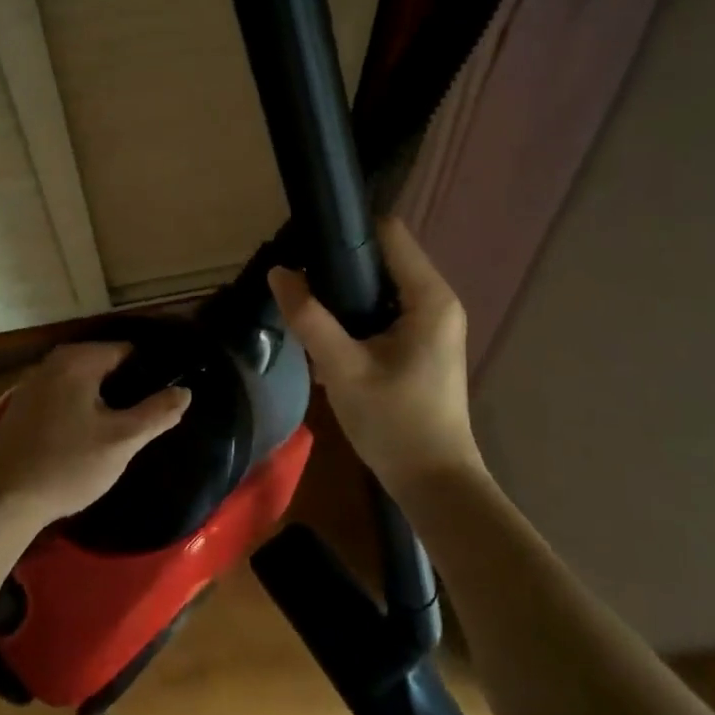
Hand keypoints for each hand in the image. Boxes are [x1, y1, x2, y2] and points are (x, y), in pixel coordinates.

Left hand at [0, 342, 191, 528]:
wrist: (2, 503)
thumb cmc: (67, 466)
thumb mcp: (121, 441)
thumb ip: (157, 413)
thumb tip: (185, 391)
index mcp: (76, 360)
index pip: (127, 351)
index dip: (150, 373)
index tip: (163, 398)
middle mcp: (51, 363)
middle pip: (103, 366)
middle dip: (125, 388)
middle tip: (144, 419)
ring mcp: (31, 385)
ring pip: (82, 384)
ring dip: (101, 401)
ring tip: (120, 430)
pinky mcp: (19, 409)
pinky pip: (61, 398)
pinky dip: (78, 410)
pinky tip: (85, 438)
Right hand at [267, 218, 480, 486]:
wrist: (433, 483)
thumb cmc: (394, 423)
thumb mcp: (343, 368)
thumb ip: (309, 318)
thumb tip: (278, 272)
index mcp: (429, 297)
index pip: (389, 233)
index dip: (347, 231)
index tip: (306, 242)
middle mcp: (437, 301)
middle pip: (383, 258)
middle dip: (339, 265)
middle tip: (298, 280)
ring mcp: (432, 324)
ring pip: (381, 287)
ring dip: (344, 294)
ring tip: (305, 305)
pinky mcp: (422, 344)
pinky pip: (385, 312)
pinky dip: (356, 317)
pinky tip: (327, 337)